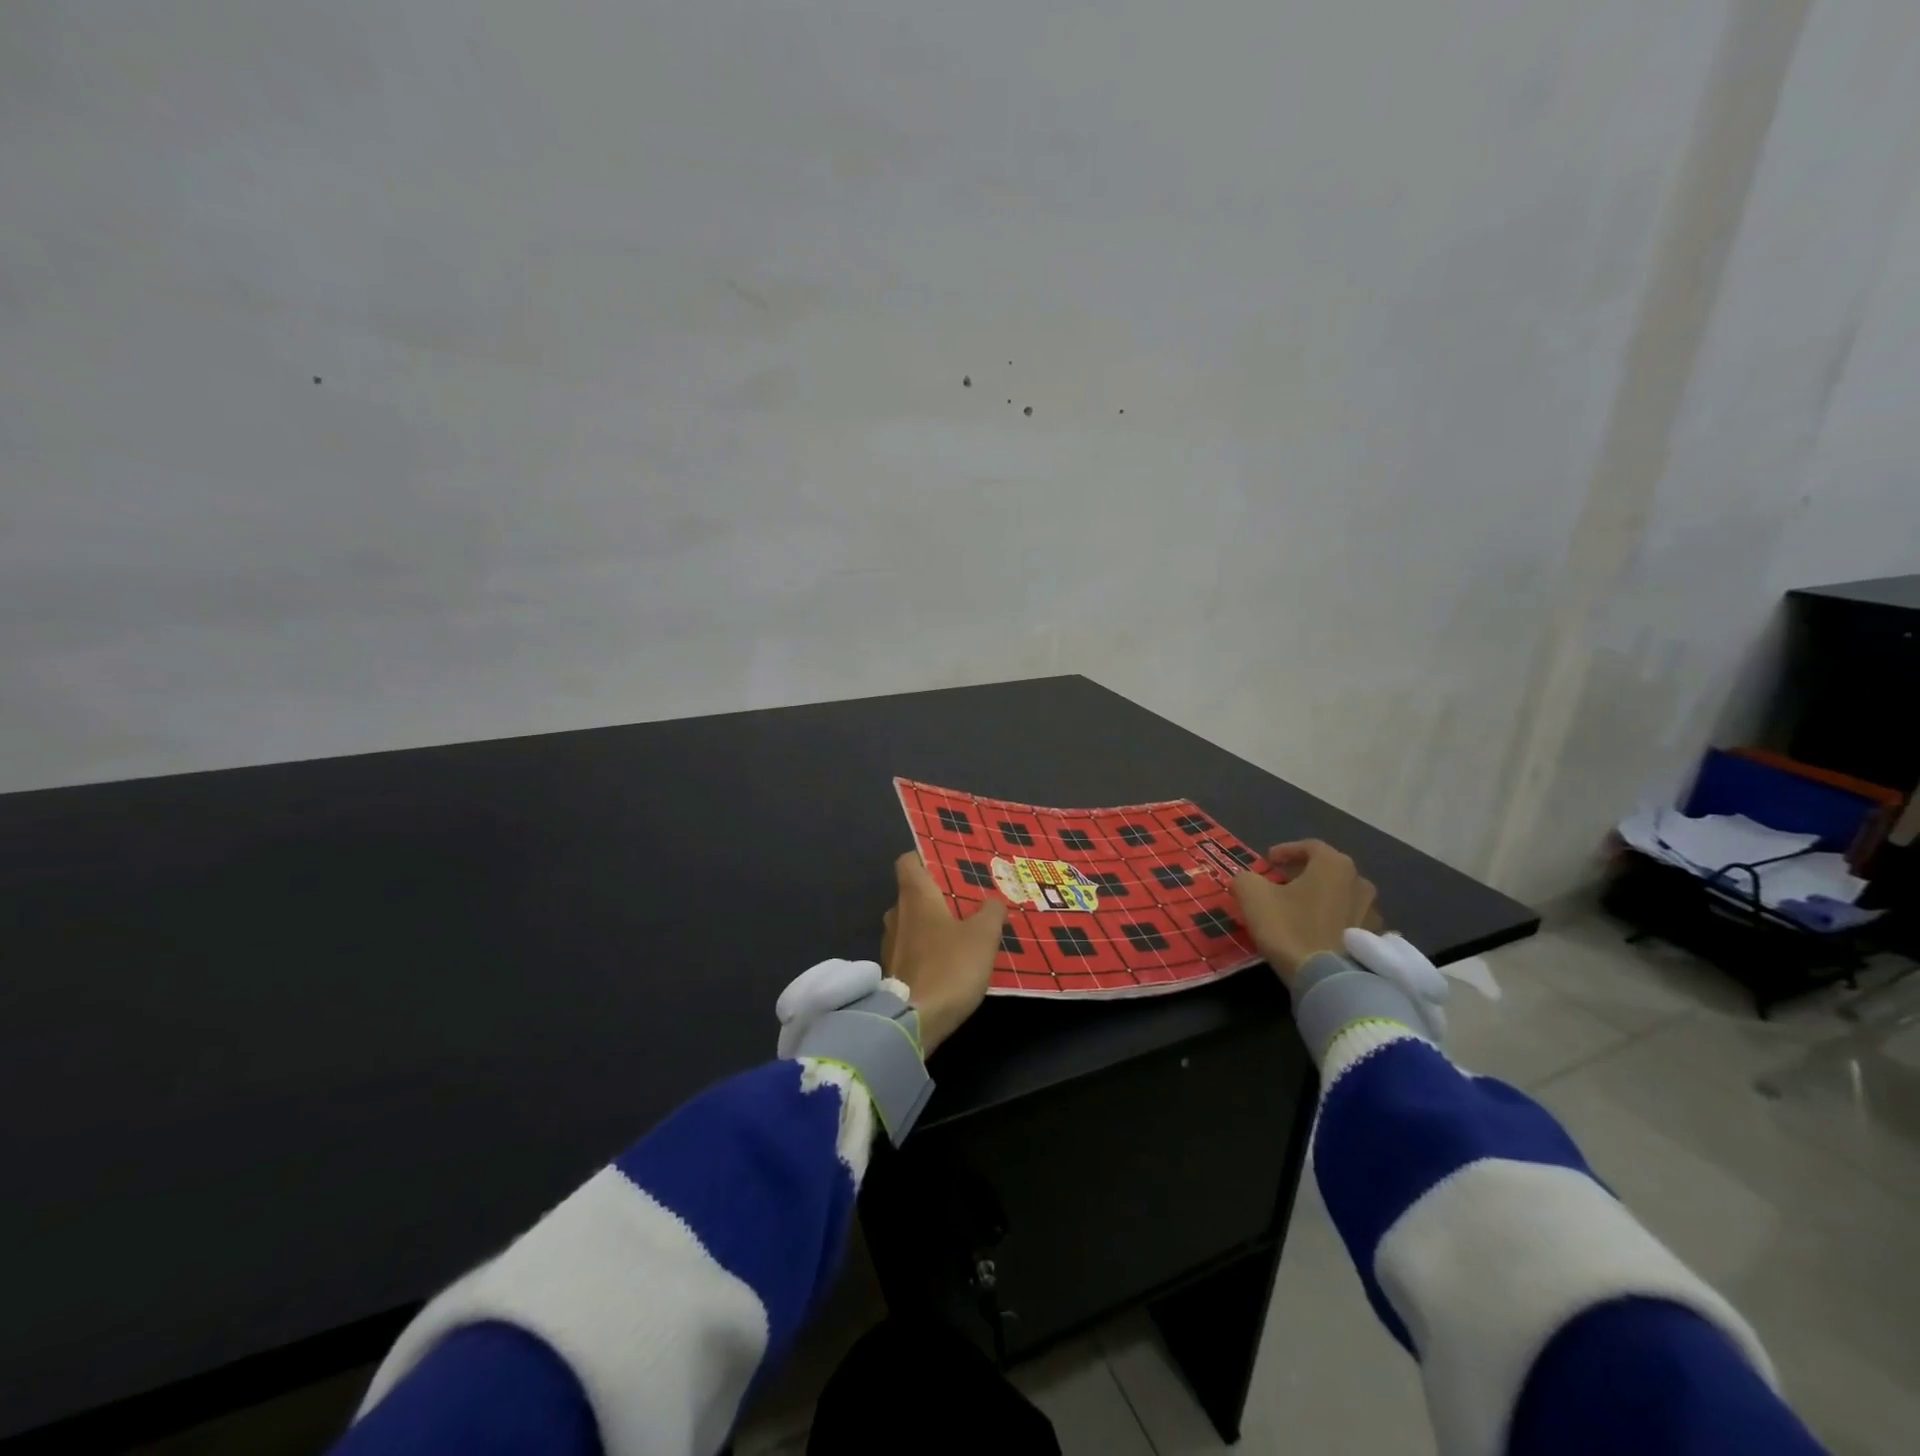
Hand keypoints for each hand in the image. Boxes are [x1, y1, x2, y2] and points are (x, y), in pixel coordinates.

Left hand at [882, 852, 1008, 1055]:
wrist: (913, 1021)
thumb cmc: (949, 967)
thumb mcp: (983, 936)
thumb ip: (991, 912)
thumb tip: (993, 901)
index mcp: (914, 895)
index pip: (908, 861)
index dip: (925, 858)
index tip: (948, 864)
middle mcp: (896, 913)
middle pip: (913, 893)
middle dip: (937, 896)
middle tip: (968, 900)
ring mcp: (890, 944)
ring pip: (912, 923)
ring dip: (933, 925)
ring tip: (963, 931)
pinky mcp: (892, 971)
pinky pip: (911, 949)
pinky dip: (927, 950)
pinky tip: (950, 961)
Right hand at [1231, 840, 1378, 988]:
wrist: (1325, 979)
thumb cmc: (1289, 927)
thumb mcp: (1252, 894)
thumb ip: (1246, 877)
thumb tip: (1249, 880)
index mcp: (1334, 865)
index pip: (1310, 846)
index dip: (1286, 851)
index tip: (1268, 861)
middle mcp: (1360, 882)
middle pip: (1328, 870)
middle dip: (1304, 873)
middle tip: (1281, 882)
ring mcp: (1371, 912)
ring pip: (1341, 895)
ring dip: (1321, 897)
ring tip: (1299, 909)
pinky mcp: (1373, 939)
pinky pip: (1349, 920)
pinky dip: (1333, 919)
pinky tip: (1316, 931)